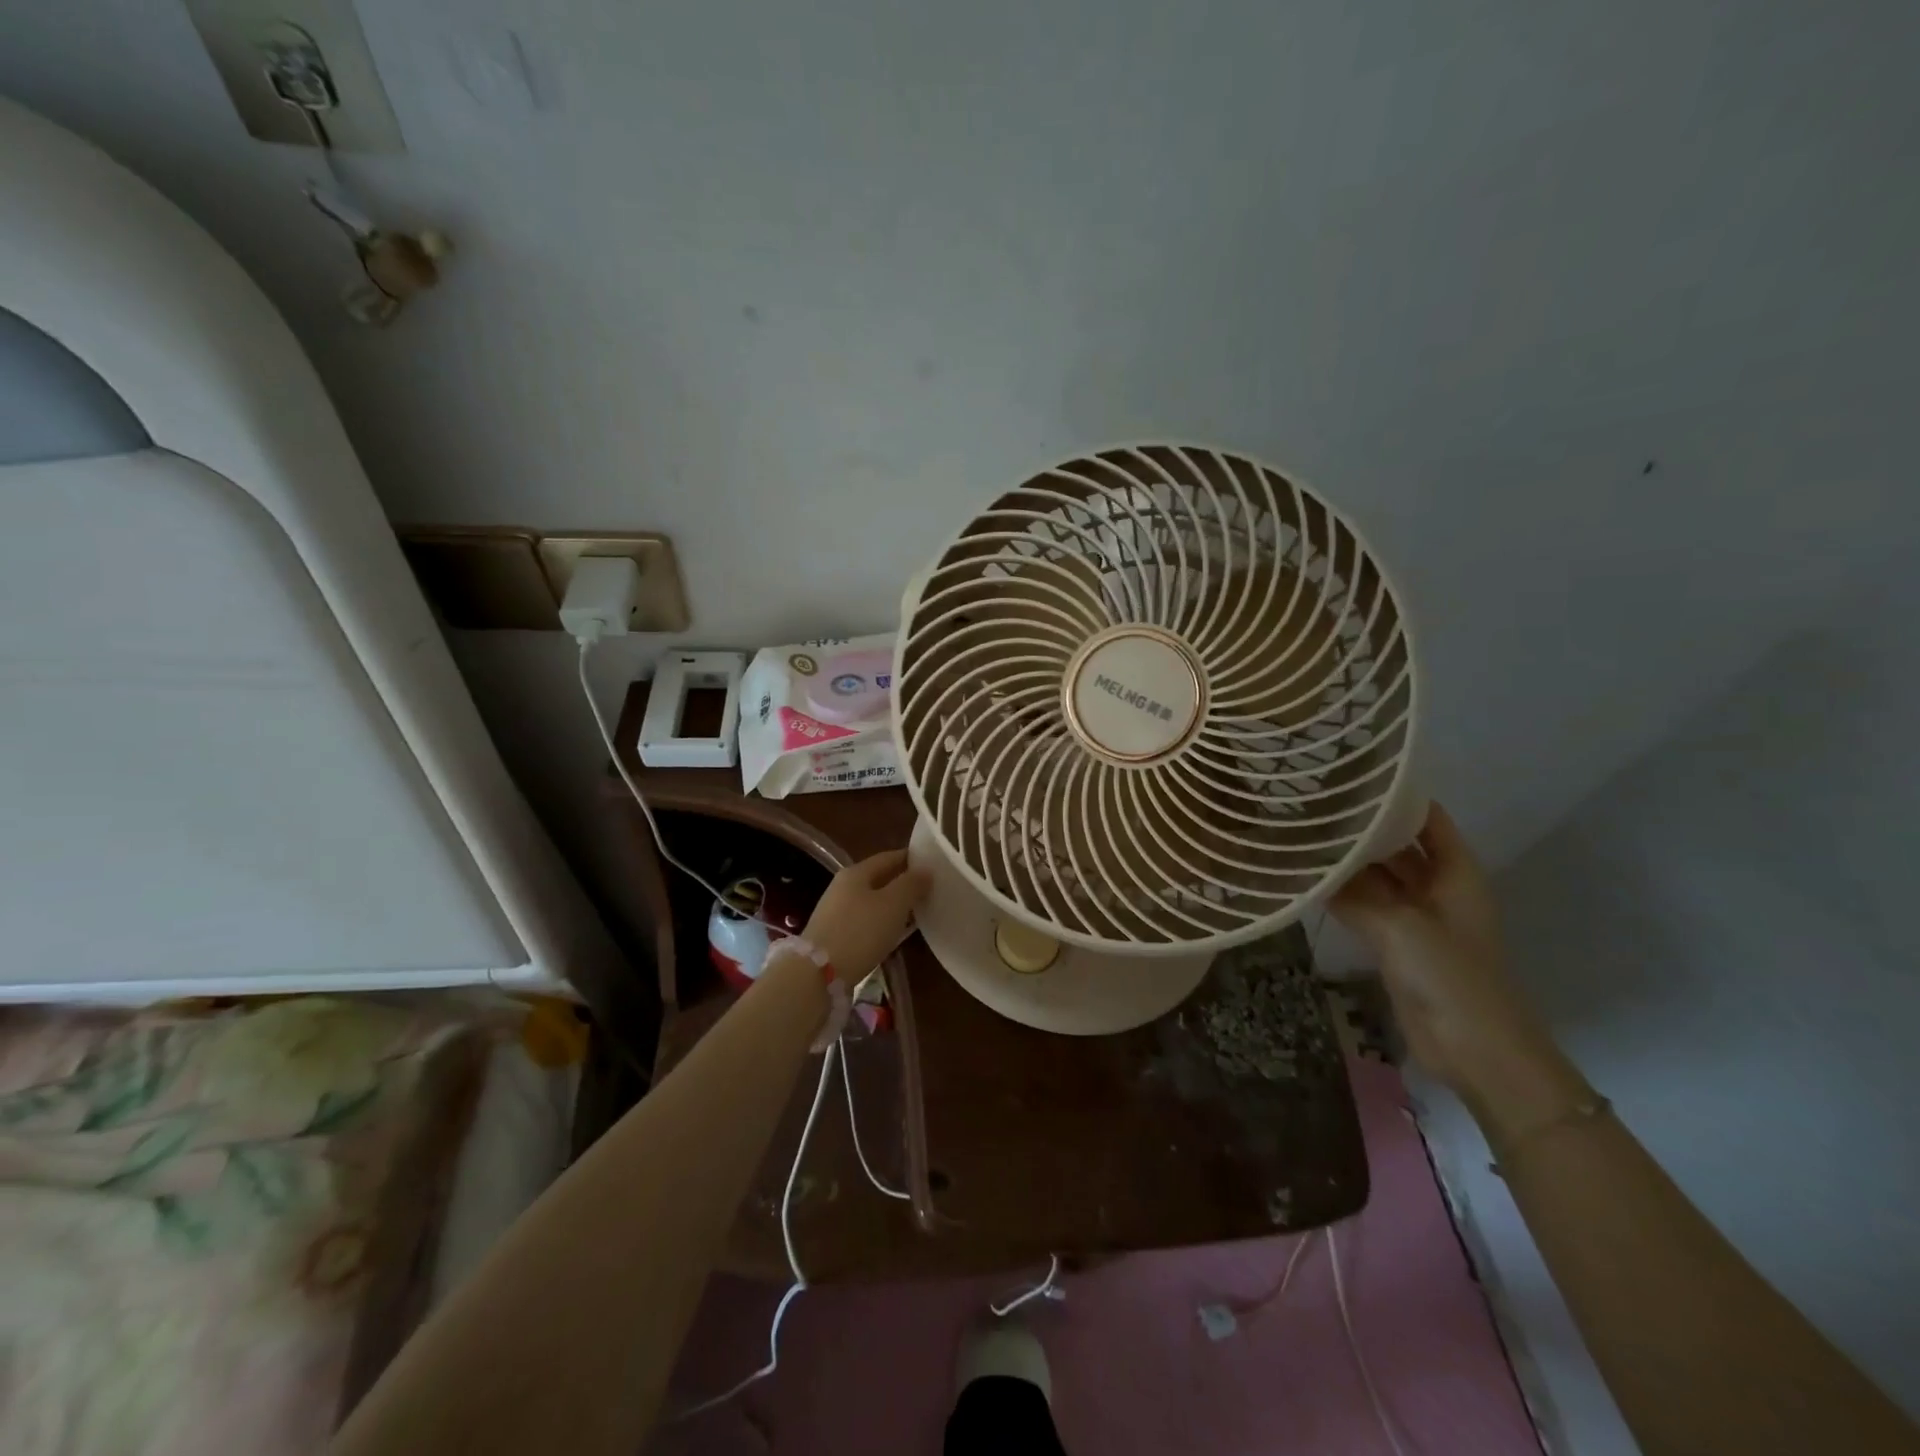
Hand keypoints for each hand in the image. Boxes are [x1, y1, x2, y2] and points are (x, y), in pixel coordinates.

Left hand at [801, 850, 930, 987]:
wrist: (819, 974)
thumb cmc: (861, 931)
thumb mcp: (893, 904)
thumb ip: (911, 884)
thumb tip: (926, 870)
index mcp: (856, 873)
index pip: (888, 857)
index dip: (910, 859)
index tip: (932, 864)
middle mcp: (843, 887)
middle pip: (879, 879)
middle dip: (903, 883)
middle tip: (929, 889)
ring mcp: (836, 912)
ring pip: (872, 901)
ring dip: (893, 905)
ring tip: (916, 912)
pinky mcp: (835, 936)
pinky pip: (865, 921)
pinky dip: (882, 922)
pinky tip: (894, 932)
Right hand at [1332, 803, 1585, 1128]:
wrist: (1477, 1050)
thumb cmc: (1452, 976)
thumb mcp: (1400, 926)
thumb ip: (1355, 892)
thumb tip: (1312, 864)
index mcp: (1456, 873)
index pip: (1426, 818)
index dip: (1395, 797)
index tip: (1351, 776)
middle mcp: (1437, 887)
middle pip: (1398, 846)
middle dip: (1363, 828)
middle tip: (1313, 803)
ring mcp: (1416, 916)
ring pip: (1378, 877)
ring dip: (1348, 862)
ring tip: (1303, 834)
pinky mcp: (1398, 943)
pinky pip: (1366, 907)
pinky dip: (1342, 894)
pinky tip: (1308, 879)